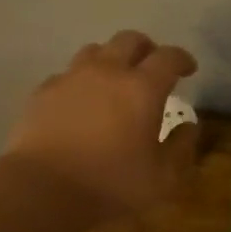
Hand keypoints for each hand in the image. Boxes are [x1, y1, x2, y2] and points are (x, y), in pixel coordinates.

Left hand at [6, 30, 198, 215]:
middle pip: (129, 40)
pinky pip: (66, 74)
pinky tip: (80, 100)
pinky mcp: (43, 92)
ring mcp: (71, 78)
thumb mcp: (162, 179)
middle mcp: (107, 72)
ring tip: (114, 79)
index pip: (169, 57)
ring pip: (95, 51)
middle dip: (146, 49)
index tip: (189, 70)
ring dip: (111, 59)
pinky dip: (80, 81)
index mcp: (142, 88)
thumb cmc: (110, 185)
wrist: (42, 190)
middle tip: (152, 67)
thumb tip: (189, 126)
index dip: (182, 59)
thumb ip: (181, 148)